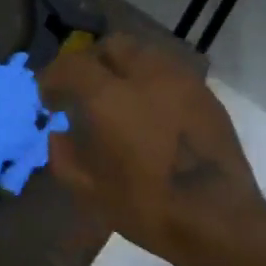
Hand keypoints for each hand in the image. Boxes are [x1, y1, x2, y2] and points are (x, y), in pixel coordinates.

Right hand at [40, 35, 265, 265]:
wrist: (217, 220)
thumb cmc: (146, 208)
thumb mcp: (89, 191)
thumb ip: (64, 156)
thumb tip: (58, 135)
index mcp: (111, 97)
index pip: (71, 65)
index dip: (53, 77)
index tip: (48, 99)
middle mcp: (148, 76)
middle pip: (113, 46)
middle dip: (92, 63)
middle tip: (84, 92)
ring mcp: (183, 82)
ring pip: (146, 55)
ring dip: (125, 69)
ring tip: (119, 100)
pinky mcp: (207, 96)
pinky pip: (171, 75)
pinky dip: (152, 84)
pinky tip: (150, 114)